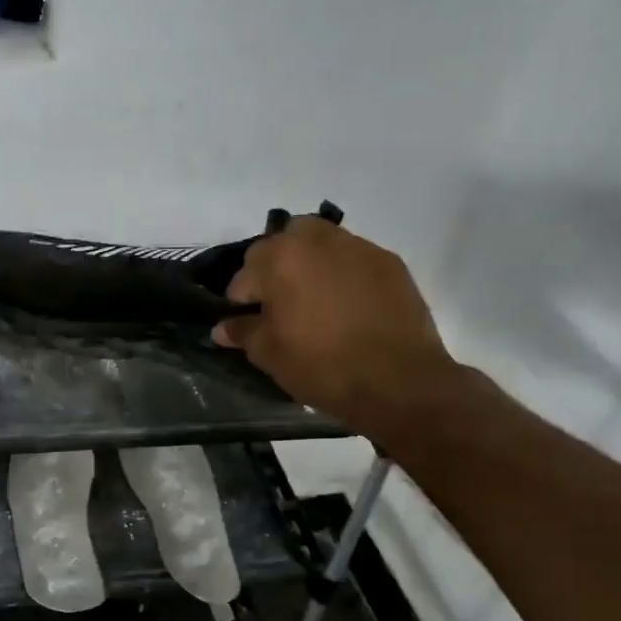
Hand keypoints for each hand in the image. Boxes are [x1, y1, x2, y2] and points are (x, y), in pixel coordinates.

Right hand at [213, 217, 458, 442]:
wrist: (399, 380)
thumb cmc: (321, 366)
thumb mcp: (269, 354)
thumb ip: (242, 332)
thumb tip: (222, 327)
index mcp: (279, 258)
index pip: (243, 275)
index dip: (240, 302)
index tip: (247, 323)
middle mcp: (316, 240)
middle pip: (281, 244)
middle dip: (273, 270)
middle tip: (279, 306)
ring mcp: (357, 247)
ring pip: (319, 244)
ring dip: (308, 264)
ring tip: (313, 301)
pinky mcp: (388, 261)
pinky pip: (352, 258)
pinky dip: (341, 274)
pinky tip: (346, 306)